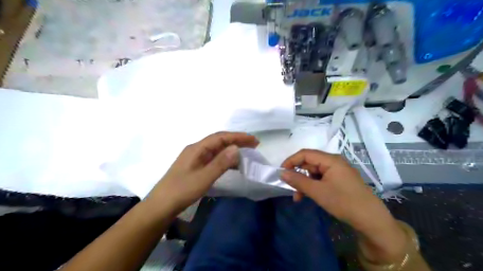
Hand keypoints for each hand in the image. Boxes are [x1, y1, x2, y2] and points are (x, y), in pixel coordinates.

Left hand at [148, 132, 258, 214]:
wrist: (161, 206)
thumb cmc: (181, 191)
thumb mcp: (203, 178)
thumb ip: (220, 163)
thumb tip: (236, 148)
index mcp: (197, 148)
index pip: (220, 137)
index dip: (238, 137)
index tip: (253, 140)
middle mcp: (196, 150)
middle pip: (219, 141)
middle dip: (237, 141)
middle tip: (254, 145)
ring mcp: (195, 158)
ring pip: (217, 150)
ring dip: (232, 150)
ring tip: (247, 153)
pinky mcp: (196, 167)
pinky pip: (214, 159)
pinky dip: (225, 159)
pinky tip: (232, 165)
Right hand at [280, 149, 406, 263]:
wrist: (371, 220)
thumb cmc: (343, 202)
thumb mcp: (317, 192)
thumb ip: (298, 181)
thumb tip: (282, 173)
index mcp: (330, 160)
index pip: (305, 154)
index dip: (291, 161)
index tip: (281, 172)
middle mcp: (334, 162)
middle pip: (310, 163)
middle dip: (298, 175)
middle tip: (290, 187)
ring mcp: (338, 171)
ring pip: (314, 172)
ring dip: (305, 183)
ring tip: (299, 197)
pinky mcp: (340, 180)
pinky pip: (321, 179)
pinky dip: (313, 186)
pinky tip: (308, 196)